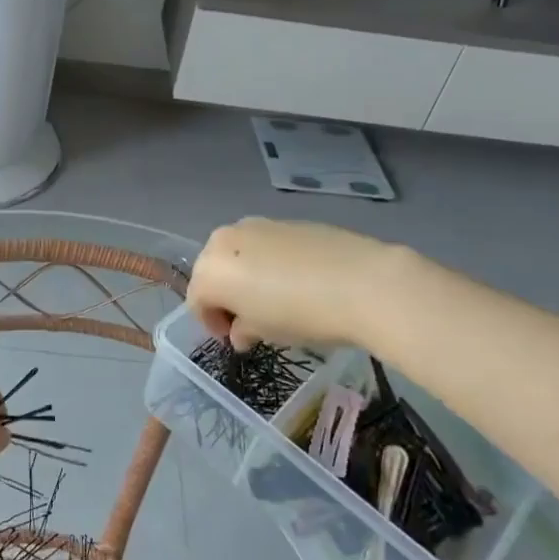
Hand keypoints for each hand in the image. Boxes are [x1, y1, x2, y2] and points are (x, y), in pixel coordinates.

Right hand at [187, 218, 383, 350]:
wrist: (361, 282)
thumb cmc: (299, 314)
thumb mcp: (264, 332)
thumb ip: (243, 330)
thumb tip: (241, 332)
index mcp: (210, 270)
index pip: (197, 301)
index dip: (211, 323)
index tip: (233, 339)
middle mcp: (224, 239)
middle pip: (213, 272)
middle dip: (225, 296)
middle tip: (249, 320)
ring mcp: (257, 225)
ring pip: (238, 255)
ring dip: (246, 277)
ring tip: (274, 299)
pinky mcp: (287, 221)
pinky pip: (266, 246)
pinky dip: (270, 263)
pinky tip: (297, 281)